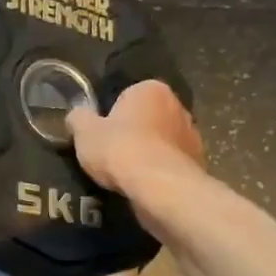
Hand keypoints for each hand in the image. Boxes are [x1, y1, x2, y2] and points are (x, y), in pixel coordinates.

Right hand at [67, 81, 203, 194]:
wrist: (160, 187)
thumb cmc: (120, 149)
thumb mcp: (84, 132)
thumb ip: (78, 118)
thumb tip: (77, 115)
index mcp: (151, 89)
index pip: (127, 97)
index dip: (111, 117)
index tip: (101, 136)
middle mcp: (178, 105)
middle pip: (147, 118)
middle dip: (133, 133)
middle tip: (111, 155)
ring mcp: (192, 134)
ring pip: (161, 142)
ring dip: (148, 153)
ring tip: (127, 175)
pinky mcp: (198, 162)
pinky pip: (170, 164)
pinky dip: (159, 172)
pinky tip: (145, 186)